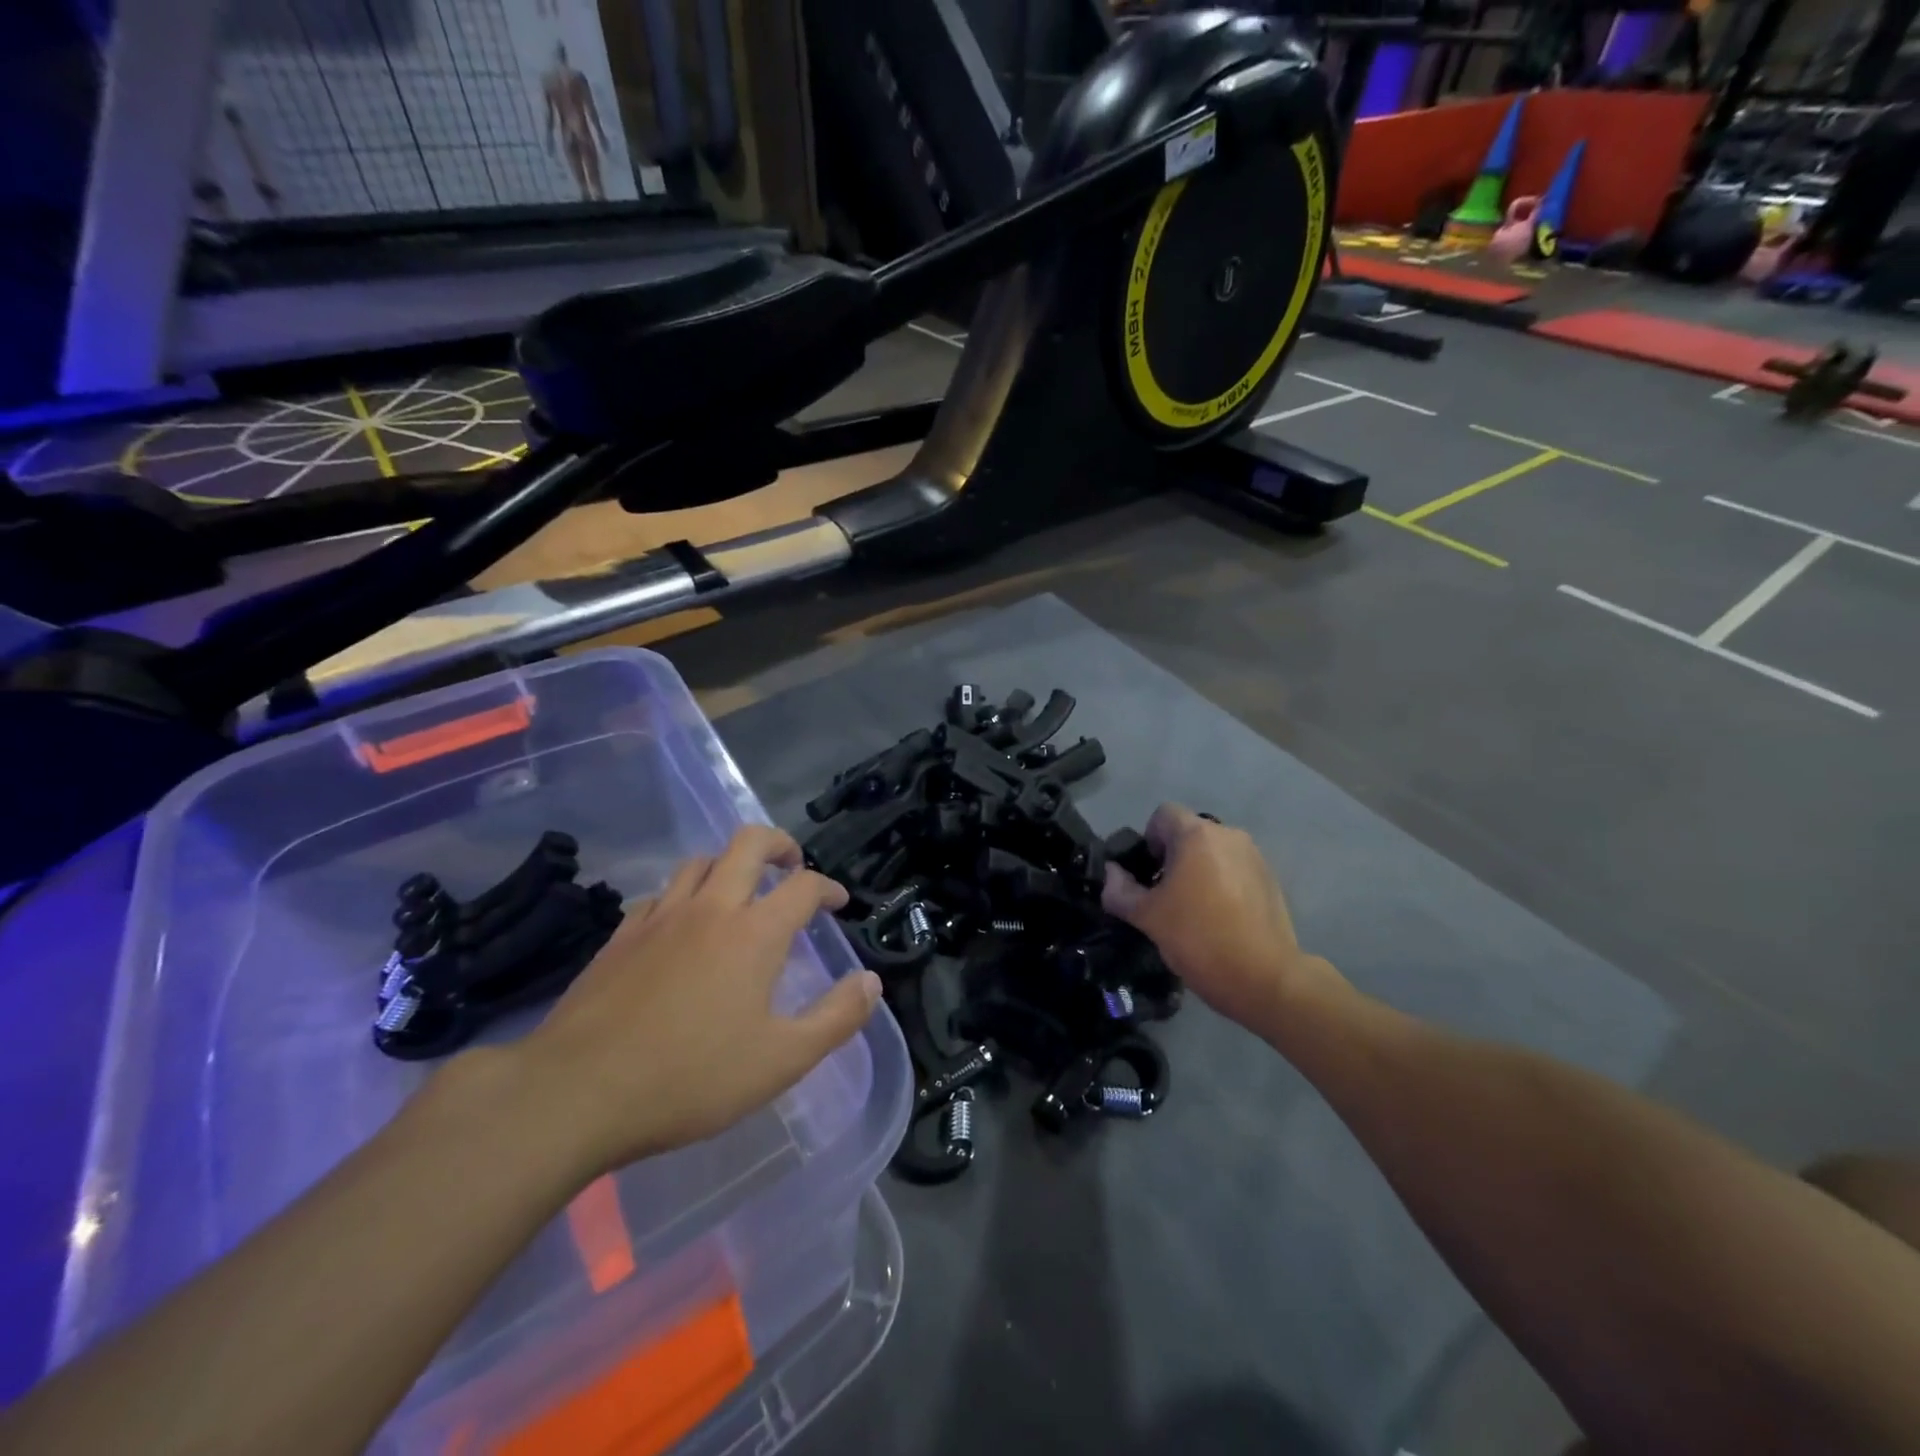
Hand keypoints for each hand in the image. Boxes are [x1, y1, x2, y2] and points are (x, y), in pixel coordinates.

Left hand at [503, 827, 881, 1177]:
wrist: (576, 1092)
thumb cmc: (690, 1078)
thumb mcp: (781, 1060)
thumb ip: (836, 1018)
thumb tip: (871, 982)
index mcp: (754, 933)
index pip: (803, 885)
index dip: (828, 887)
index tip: (837, 903)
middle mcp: (710, 908)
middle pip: (748, 843)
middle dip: (779, 844)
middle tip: (792, 865)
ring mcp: (660, 917)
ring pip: (700, 861)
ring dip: (729, 866)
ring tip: (739, 893)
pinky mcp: (621, 936)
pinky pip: (660, 895)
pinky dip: (684, 896)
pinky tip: (682, 927)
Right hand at [1102, 804, 1341, 1034]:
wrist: (1265, 979)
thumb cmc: (1199, 939)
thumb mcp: (1147, 917)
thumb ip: (1121, 891)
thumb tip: (1111, 874)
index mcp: (1196, 835)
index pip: (1163, 814)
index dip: (1148, 839)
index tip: (1147, 874)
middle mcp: (1228, 835)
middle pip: (1189, 833)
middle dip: (1172, 857)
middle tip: (1164, 896)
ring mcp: (1254, 857)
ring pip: (1213, 853)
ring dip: (1198, 871)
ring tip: (1193, 910)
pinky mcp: (1271, 880)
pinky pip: (1235, 870)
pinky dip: (1222, 885)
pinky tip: (1220, 920)